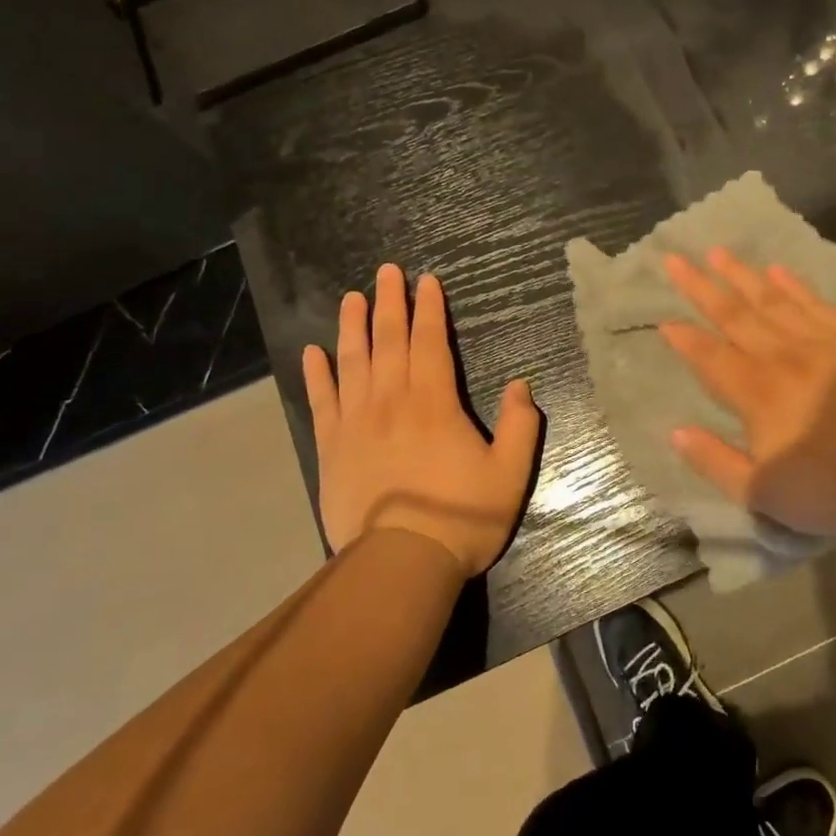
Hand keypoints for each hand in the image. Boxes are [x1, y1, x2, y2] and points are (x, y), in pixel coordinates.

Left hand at [302, 264, 541, 576]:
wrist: (400, 563)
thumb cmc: (460, 518)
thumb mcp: (509, 474)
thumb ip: (520, 425)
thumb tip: (522, 385)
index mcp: (434, 402)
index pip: (430, 342)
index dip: (429, 309)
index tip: (426, 281)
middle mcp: (391, 401)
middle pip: (389, 341)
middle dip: (390, 303)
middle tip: (386, 271)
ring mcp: (356, 423)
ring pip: (352, 362)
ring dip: (352, 326)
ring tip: (351, 297)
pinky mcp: (331, 448)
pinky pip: (322, 401)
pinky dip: (317, 374)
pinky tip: (313, 353)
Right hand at [659, 248, 835, 539]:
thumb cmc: (832, 491)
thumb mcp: (763, 494)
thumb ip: (715, 461)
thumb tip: (676, 432)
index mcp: (757, 393)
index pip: (710, 356)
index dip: (685, 338)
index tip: (665, 321)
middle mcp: (783, 357)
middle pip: (733, 315)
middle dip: (701, 287)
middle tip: (676, 260)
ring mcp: (821, 342)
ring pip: (771, 300)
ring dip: (741, 275)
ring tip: (717, 252)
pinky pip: (815, 303)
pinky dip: (794, 285)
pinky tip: (777, 270)